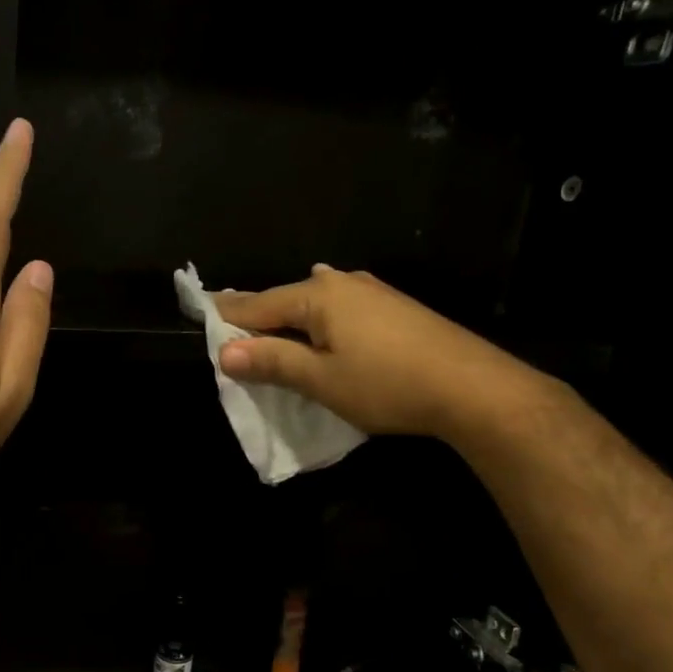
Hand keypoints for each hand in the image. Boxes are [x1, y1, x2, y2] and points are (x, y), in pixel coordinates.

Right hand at [214, 266, 536, 439]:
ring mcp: (372, 292)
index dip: (226, 315)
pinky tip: (318, 329)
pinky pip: (337, 310)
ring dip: (289, 319)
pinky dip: (316, 322)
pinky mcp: (393, 308)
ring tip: (268, 332)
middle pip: (285, 299)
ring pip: (313, 303)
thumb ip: (271, 362)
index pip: (256, 304)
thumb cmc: (387, 384)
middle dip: (257, 315)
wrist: (473, 388)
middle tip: (229, 328)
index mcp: (317, 295)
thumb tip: (224, 351)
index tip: (199, 310)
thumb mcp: (320, 379)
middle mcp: (341, 283)